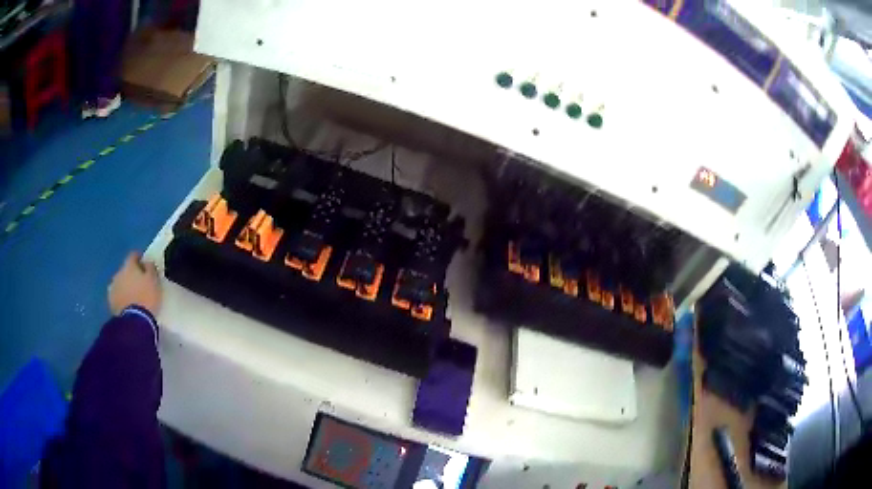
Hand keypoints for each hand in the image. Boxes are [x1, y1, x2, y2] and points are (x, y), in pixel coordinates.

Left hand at [108, 252, 161, 315]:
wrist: (134, 321)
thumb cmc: (147, 298)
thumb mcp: (154, 281)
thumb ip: (150, 268)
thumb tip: (146, 262)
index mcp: (129, 265)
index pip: (133, 255)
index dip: (139, 258)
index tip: (145, 264)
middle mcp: (118, 273)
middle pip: (125, 270)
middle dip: (132, 274)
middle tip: (140, 283)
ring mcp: (113, 287)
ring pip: (120, 282)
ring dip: (126, 286)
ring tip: (133, 296)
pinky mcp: (111, 301)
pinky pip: (117, 295)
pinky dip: (122, 297)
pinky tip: (127, 304)